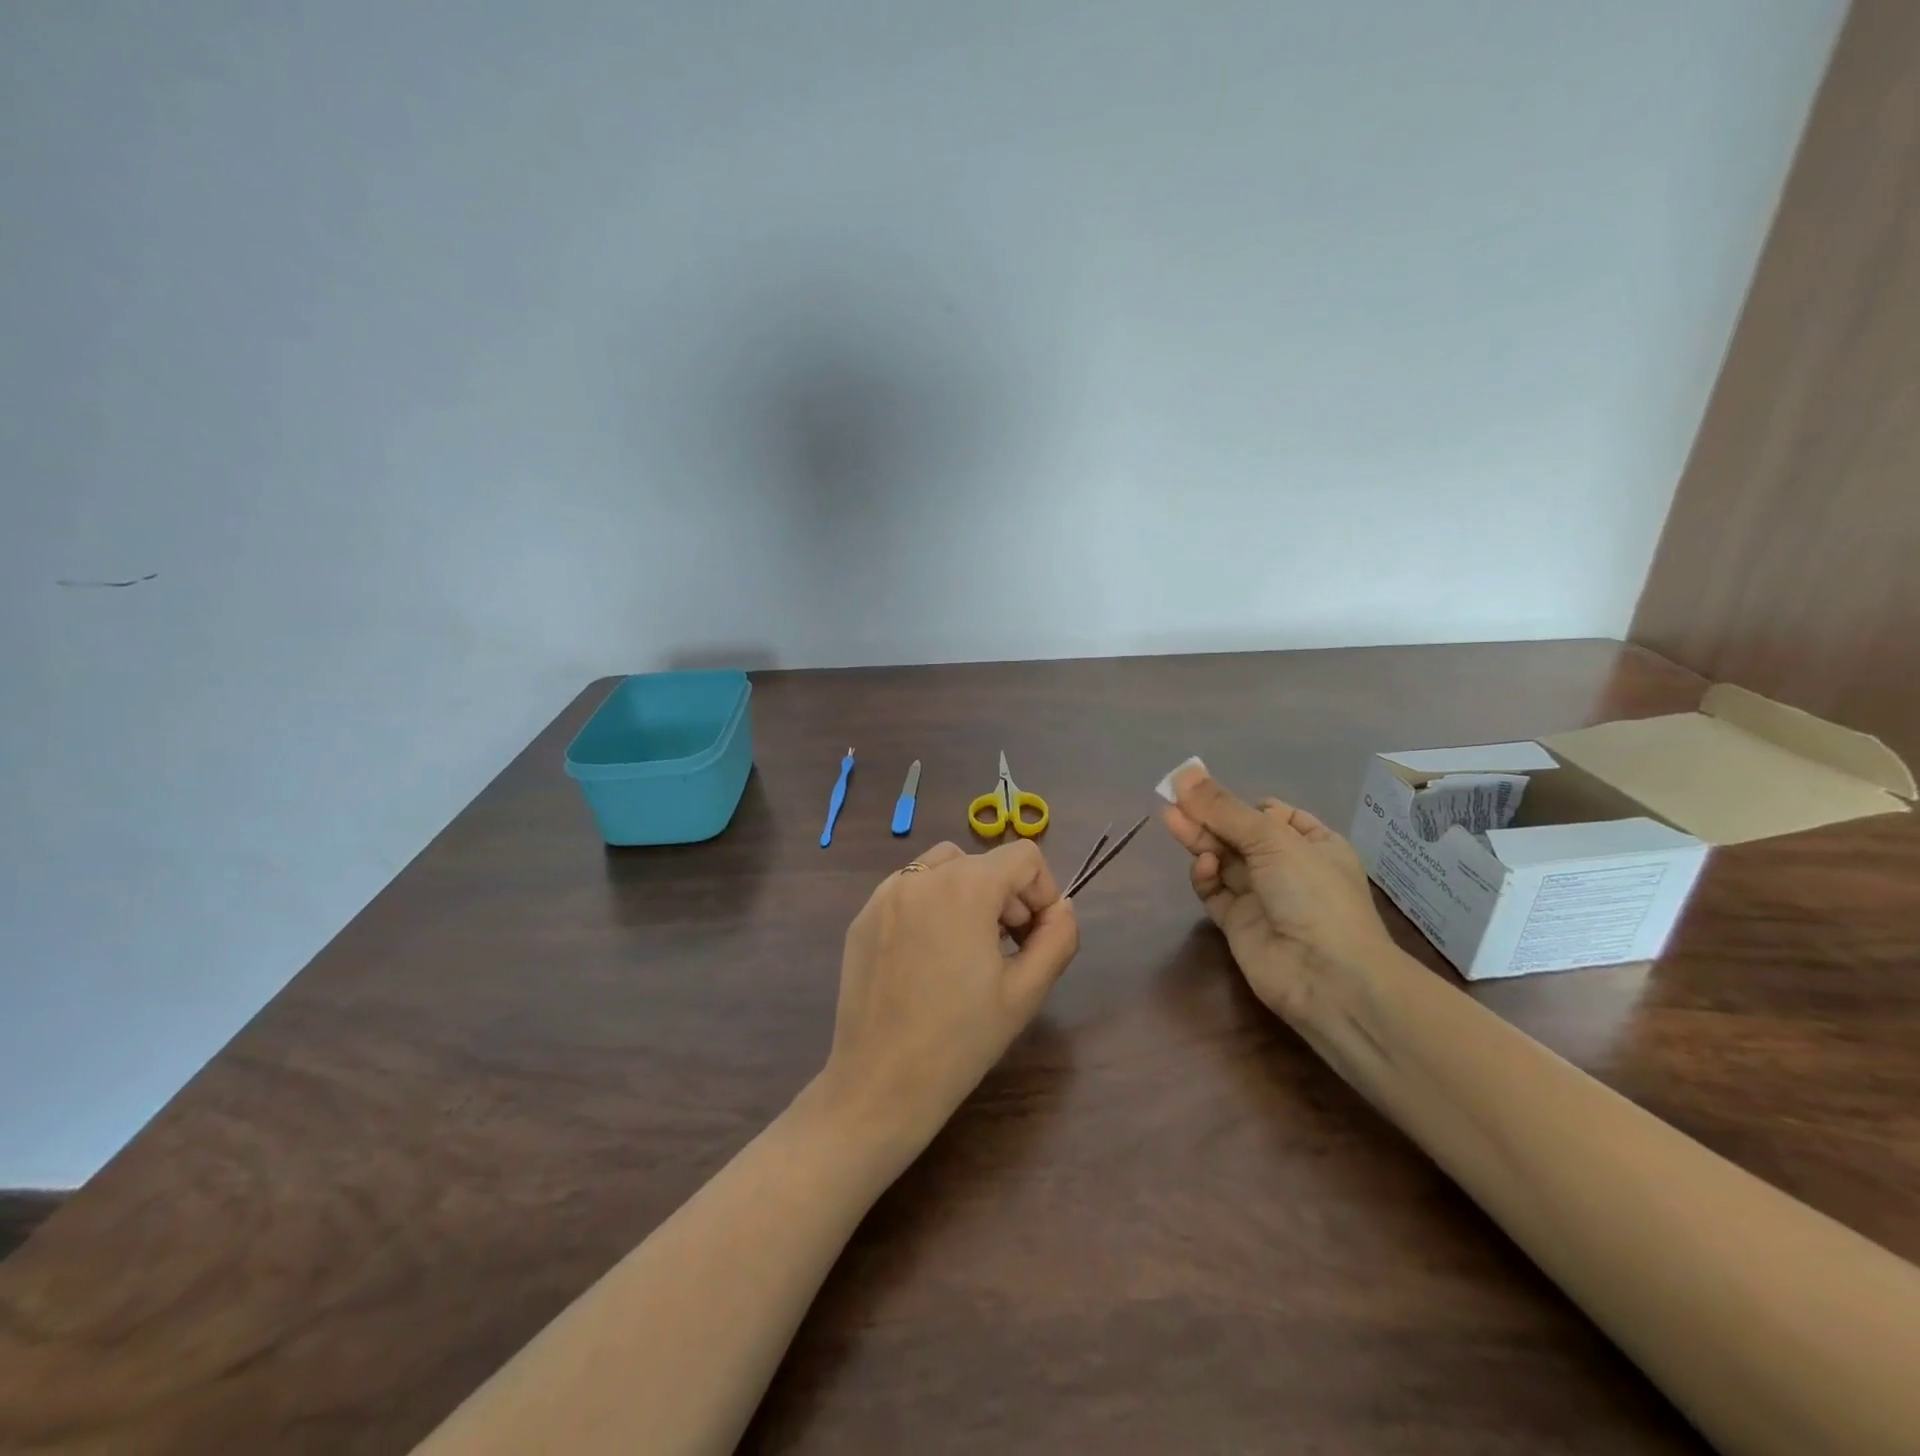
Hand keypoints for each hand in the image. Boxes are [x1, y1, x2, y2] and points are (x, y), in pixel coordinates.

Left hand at [818, 839, 1079, 1153]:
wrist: (880, 1084)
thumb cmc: (960, 1040)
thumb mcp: (1026, 992)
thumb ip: (1057, 937)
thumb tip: (1062, 908)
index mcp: (965, 887)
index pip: (1024, 856)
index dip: (1042, 892)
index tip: (1034, 938)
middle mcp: (921, 876)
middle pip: (983, 862)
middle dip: (1006, 897)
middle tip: (1005, 952)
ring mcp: (885, 894)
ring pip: (944, 869)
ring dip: (968, 895)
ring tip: (968, 951)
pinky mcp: (863, 916)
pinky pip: (910, 891)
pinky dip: (931, 907)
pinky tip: (928, 959)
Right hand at [1161, 765, 1393, 1021]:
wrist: (1327, 977)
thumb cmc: (1313, 894)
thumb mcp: (1271, 839)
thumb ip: (1223, 808)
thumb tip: (1184, 773)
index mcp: (1313, 843)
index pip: (1270, 814)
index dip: (1239, 803)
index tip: (1207, 791)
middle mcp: (1288, 868)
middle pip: (1238, 834)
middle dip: (1208, 817)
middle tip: (1171, 797)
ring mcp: (1262, 897)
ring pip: (1223, 860)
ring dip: (1200, 840)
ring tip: (1170, 818)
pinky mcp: (1238, 923)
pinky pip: (1215, 891)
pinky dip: (1206, 877)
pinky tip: (1203, 866)